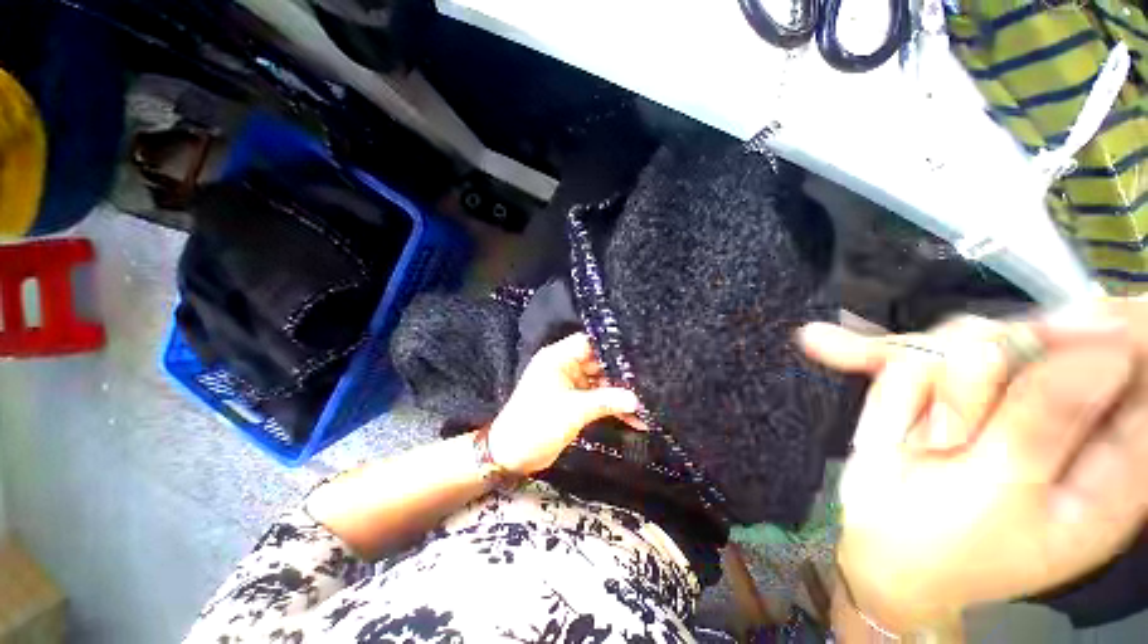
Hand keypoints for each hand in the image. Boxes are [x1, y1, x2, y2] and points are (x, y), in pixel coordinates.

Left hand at [486, 333, 641, 475]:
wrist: (512, 455)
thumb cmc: (538, 423)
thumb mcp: (574, 410)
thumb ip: (606, 401)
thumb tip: (636, 400)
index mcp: (558, 358)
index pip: (588, 344)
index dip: (611, 348)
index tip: (636, 355)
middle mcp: (564, 367)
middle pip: (597, 364)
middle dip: (620, 374)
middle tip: (648, 380)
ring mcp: (569, 386)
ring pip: (599, 383)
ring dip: (619, 394)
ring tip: (646, 402)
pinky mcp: (573, 403)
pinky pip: (596, 399)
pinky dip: (611, 407)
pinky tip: (633, 419)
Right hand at [802, 311, 1147, 631]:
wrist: (879, 550)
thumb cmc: (948, 550)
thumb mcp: (1001, 500)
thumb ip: (1044, 424)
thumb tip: (1105, 346)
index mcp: (1103, 456)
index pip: (1134, 367)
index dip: (1103, 334)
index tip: (1051, 335)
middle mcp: (1052, 411)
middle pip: (1032, 343)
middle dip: (976, 383)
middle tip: (944, 440)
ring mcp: (985, 394)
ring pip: (958, 343)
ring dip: (918, 388)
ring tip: (907, 440)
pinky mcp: (929, 386)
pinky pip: (896, 352)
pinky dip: (856, 348)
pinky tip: (821, 341)